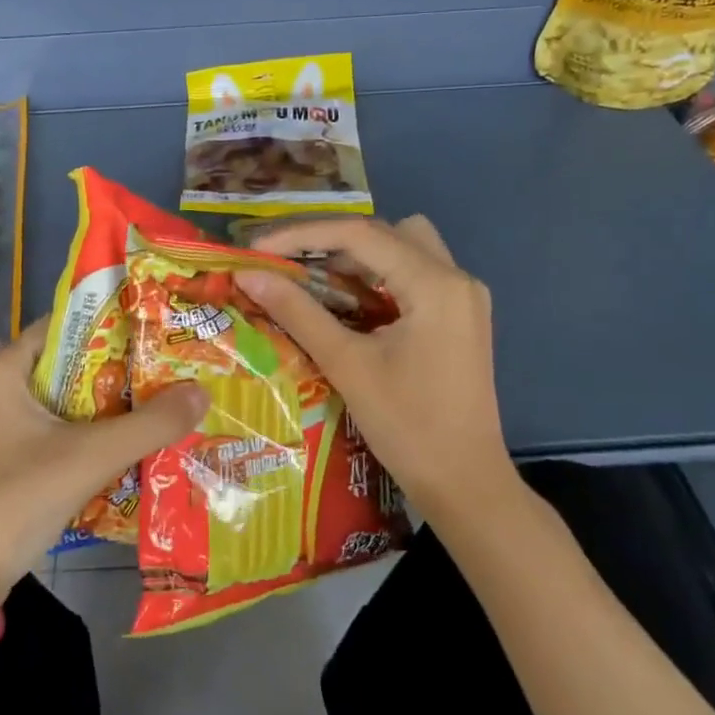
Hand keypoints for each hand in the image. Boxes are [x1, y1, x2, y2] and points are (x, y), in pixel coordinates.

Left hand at [0, 318, 207, 594]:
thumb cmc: (18, 499)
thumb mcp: (91, 457)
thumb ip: (150, 424)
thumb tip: (201, 392)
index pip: (61, 327)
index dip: (108, 328)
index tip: (151, 337)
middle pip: (58, 365)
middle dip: (109, 372)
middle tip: (157, 377)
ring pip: (49, 401)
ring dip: (92, 407)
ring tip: (143, 409)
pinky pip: (36, 430)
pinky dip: (70, 432)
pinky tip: (106, 449)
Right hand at [236, 216, 517, 525]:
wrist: (465, 484)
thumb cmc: (407, 426)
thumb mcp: (347, 364)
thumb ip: (297, 312)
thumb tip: (248, 274)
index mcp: (435, 283)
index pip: (360, 233)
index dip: (302, 234)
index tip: (258, 247)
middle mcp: (456, 277)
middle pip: (385, 231)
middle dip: (330, 240)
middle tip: (286, 262)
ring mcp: (463, 297)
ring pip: (402, 248)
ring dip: (357, 257)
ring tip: (314, 282)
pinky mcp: (460, 317)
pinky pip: (413, 274)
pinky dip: (377, 278)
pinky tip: (348, 304)